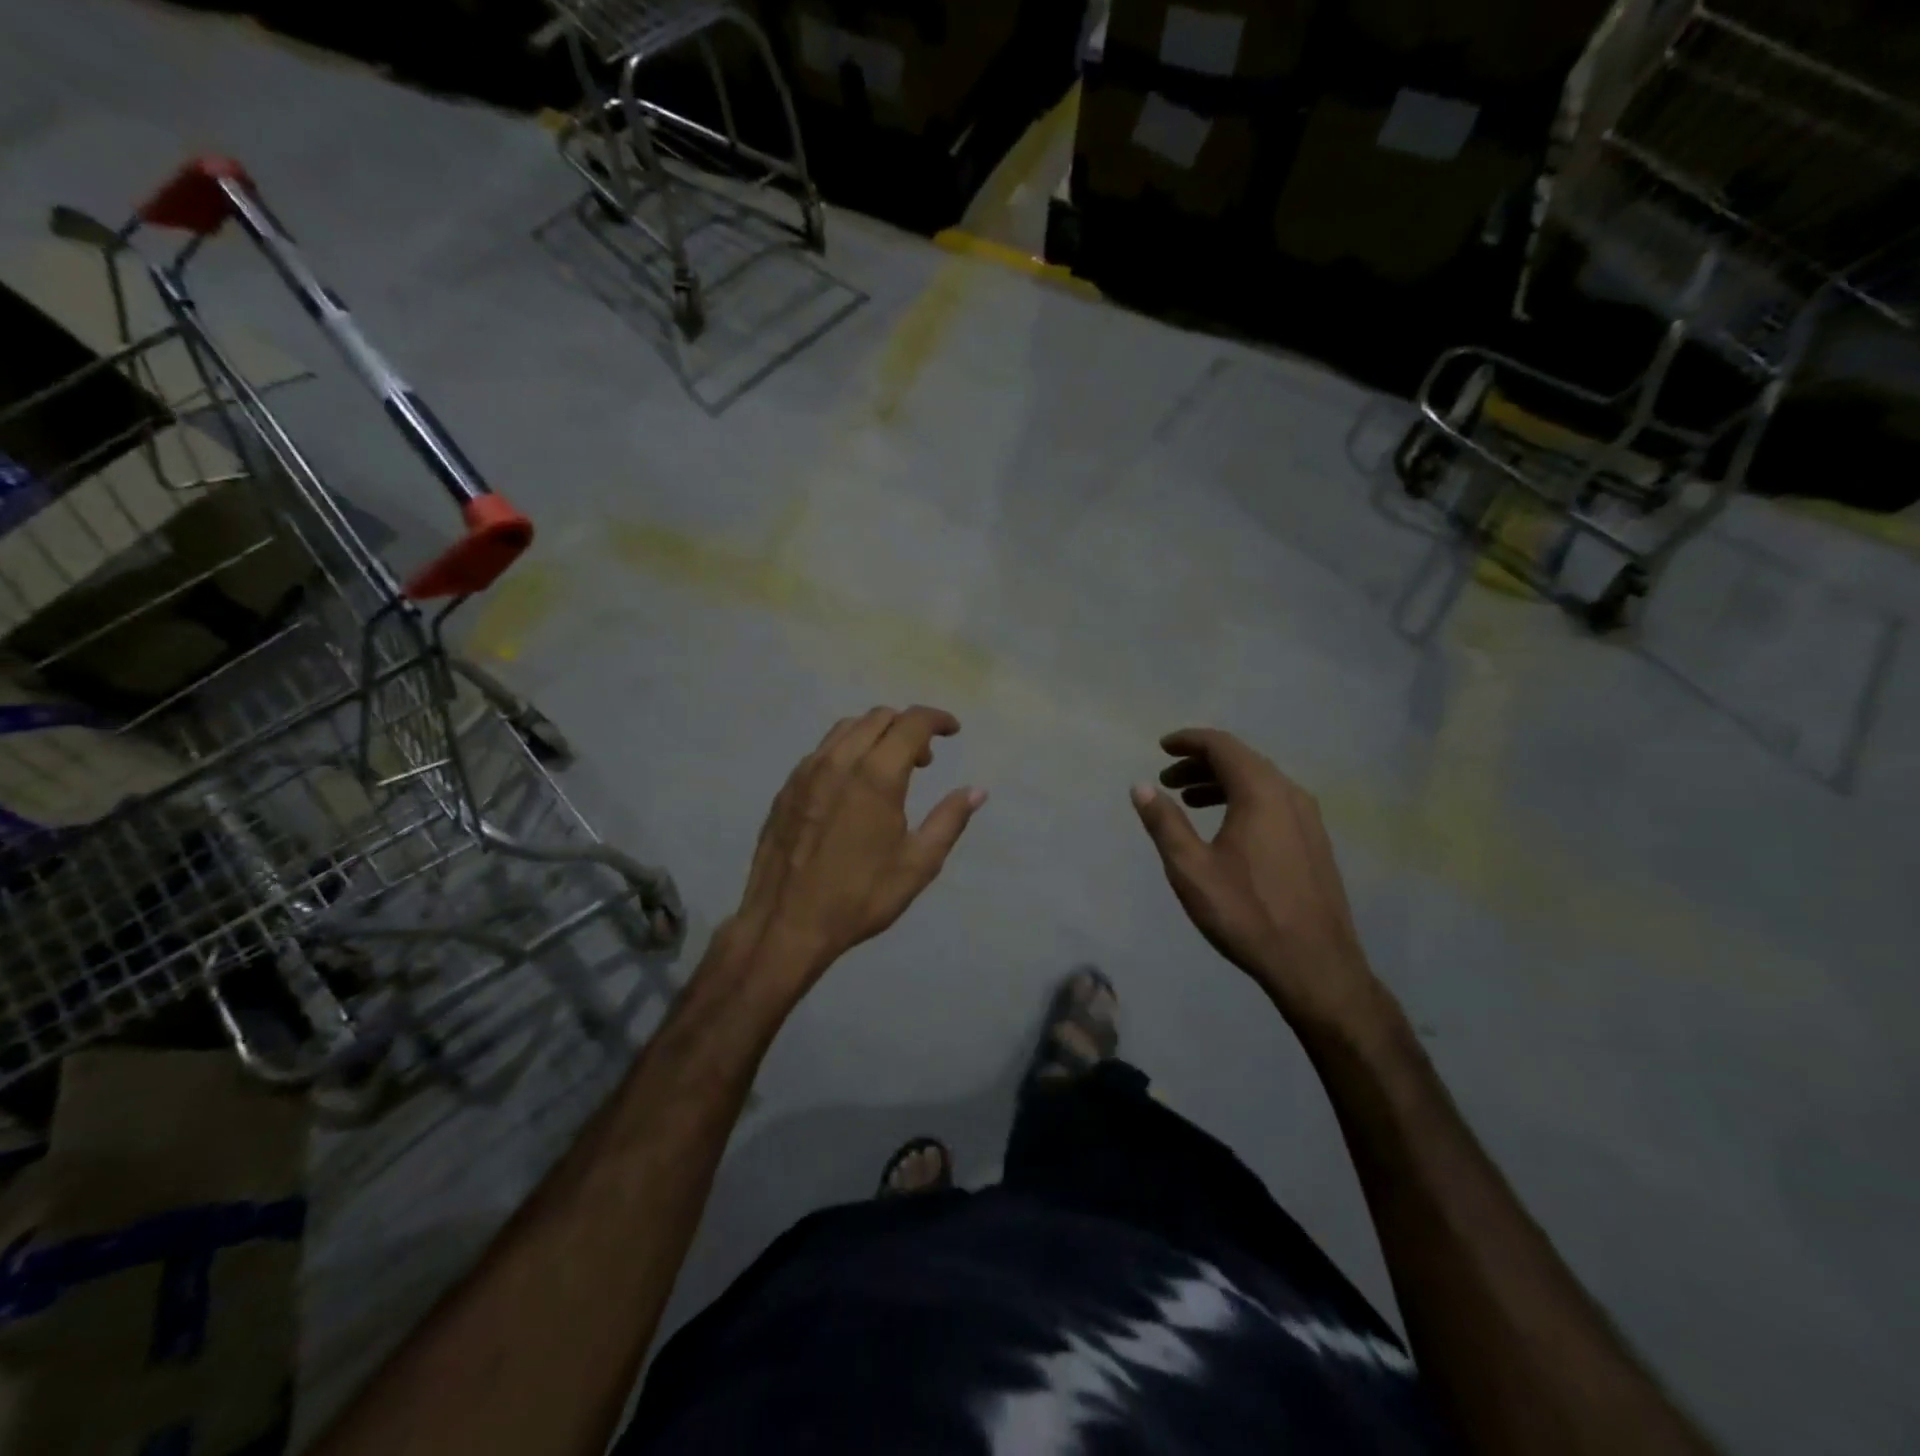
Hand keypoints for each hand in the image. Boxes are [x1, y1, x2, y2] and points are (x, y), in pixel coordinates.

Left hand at [723, 707, 985, 992]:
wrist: (786, 923)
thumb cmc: (859, 897)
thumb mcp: (917, 864)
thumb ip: (949, 820)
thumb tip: (976, 791)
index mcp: (877, 775)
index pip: (912, 722)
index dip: (938, 719)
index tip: (953, 731)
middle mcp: (839, 761)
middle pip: (878, 717)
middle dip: (908, 727)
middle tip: (924, 761)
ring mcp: (807, 771)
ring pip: (846, 728)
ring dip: (876, 734)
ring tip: (889, 768)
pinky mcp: (787, 787)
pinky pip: (822, 750)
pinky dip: (847, 750)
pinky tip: (852, 785)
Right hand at [1132, 729, 1378, 1026]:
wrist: (1315, 965)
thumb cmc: (1246, 913)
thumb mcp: (1191, 868)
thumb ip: (1164, 822)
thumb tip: (1141, 787)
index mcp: (1261, 793)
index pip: (1222, 746)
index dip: (1189, 741)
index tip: (1162, 747)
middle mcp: (1290, 795)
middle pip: (1242, 760)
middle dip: (1201, 763)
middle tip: (1168, 779)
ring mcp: (1308, 818)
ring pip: (1260, 782)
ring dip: (1221, 783)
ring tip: (1189, 801)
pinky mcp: (1315, 841)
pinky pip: (1274, 802)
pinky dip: (1243, 800)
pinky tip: (1227, 827)